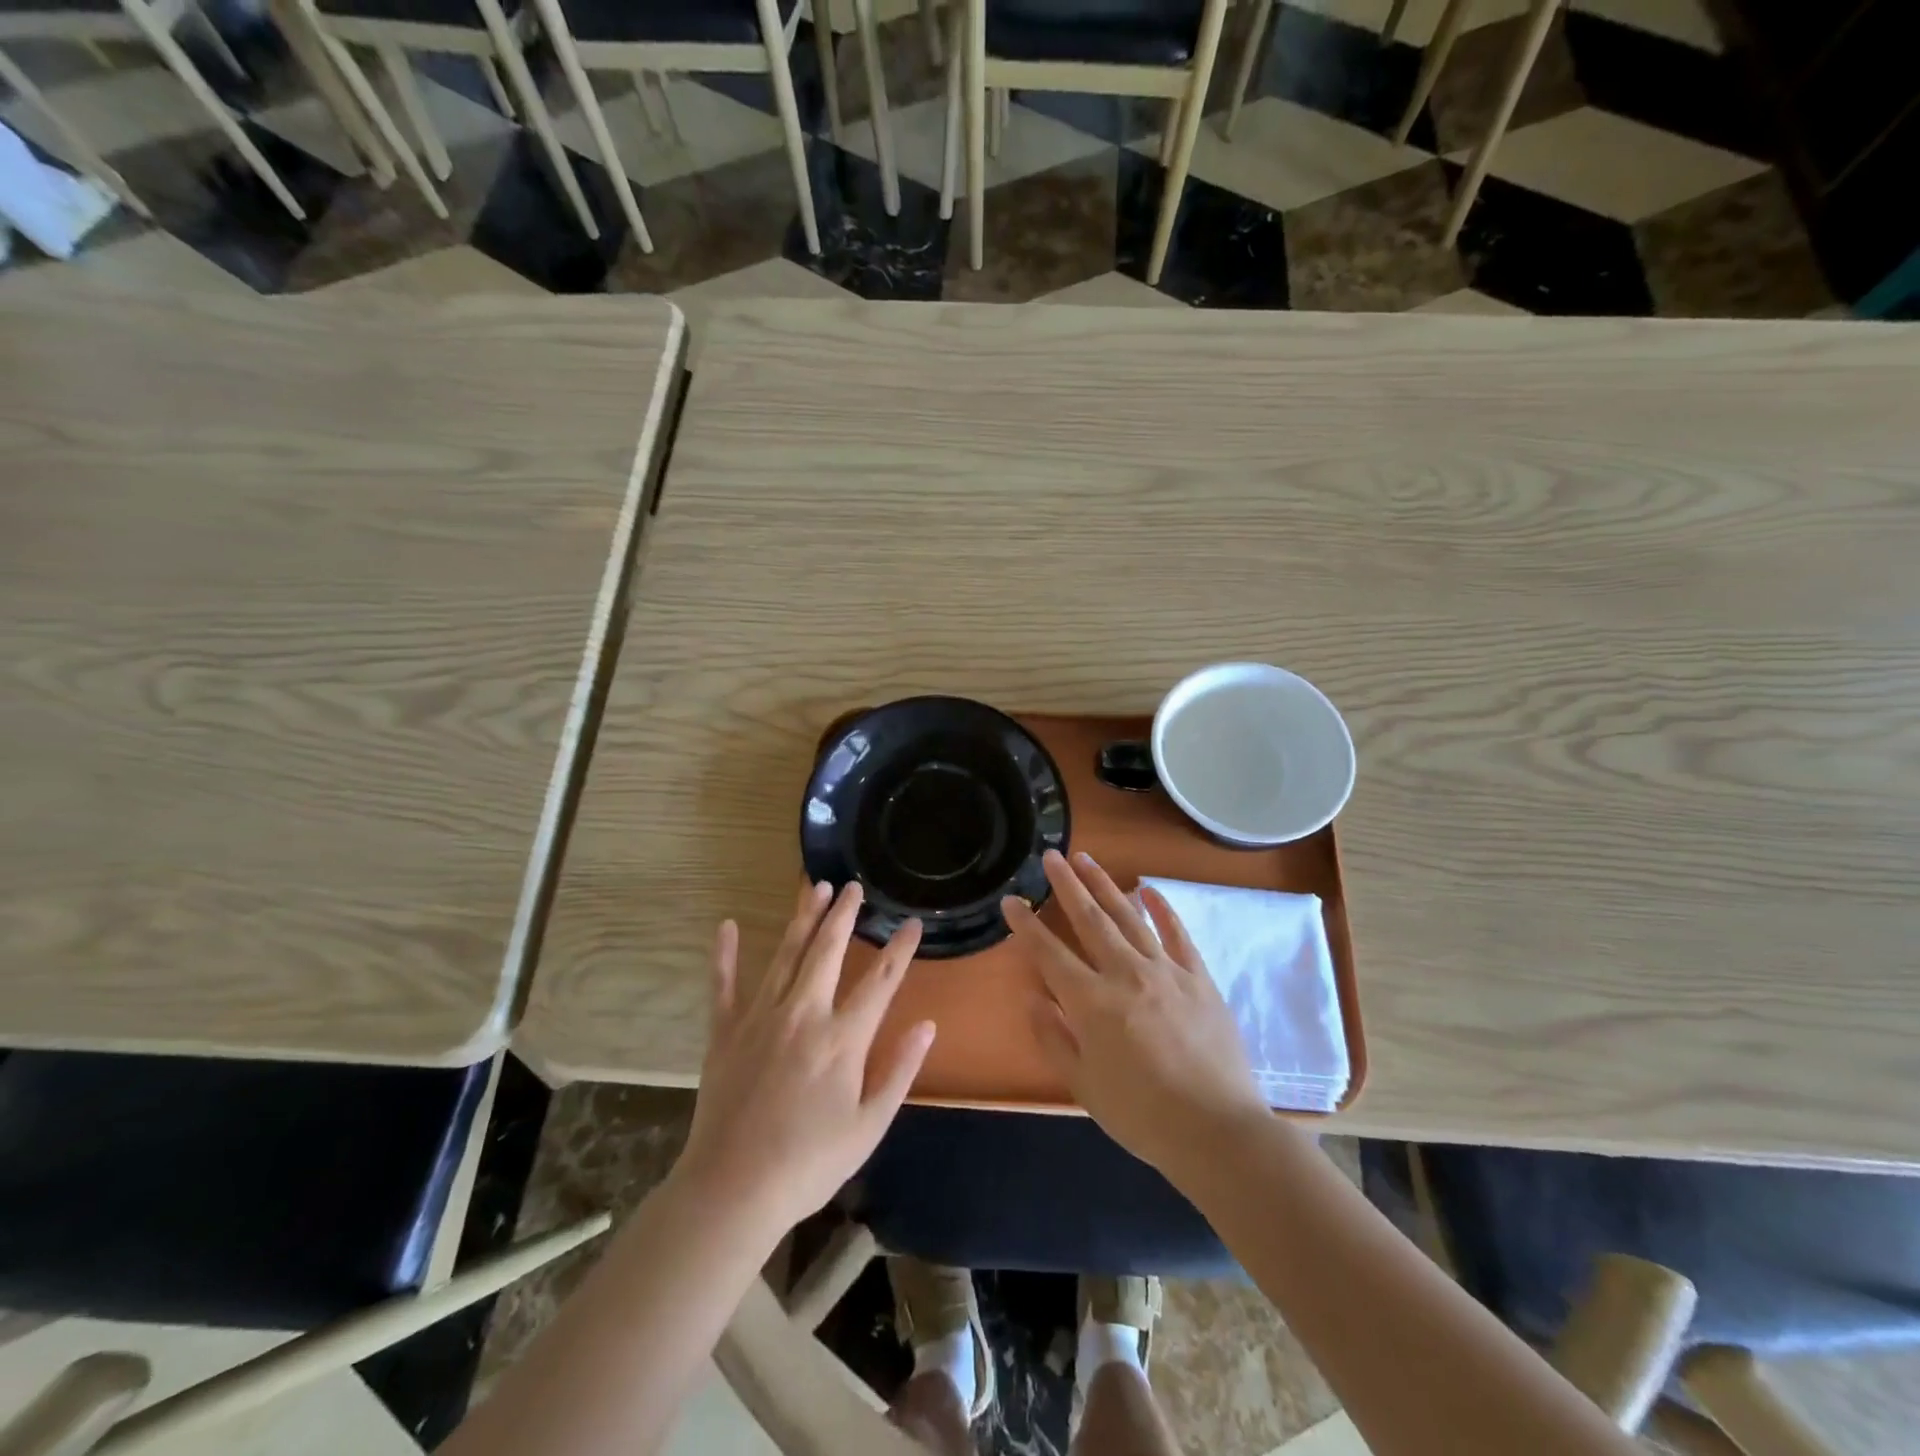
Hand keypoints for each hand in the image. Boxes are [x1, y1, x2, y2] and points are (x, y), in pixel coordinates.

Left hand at [674, 881, 933, 1241]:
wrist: (732, 1191)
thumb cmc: (809, 1164)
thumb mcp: (869, 1127)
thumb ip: (899, 1071)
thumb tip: (927, 1025)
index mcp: (842, 1039)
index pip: (881, 982)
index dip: (899, 949)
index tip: (912, 923)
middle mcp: (804, 1015)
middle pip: (828, 951)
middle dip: (844, 915)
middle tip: (853, 887)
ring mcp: (761, 1018)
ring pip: (786, 955)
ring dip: (803, 919)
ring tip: (815, 888)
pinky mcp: (725, 1033)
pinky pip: (724, 985)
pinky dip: (725, 955)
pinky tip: (726, 925)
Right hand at [1004, 850, 1267, 1177]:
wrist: (1217, 1131)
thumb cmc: (1142, 1116)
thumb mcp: (1084, 1087)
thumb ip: (1054, 1038)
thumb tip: (1034, 997)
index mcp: (1092, 1003)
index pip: (1050, 954)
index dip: (1027, 926)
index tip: (1011, 900)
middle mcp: (1125, 975)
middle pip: (1090, 920)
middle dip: (1067, 885)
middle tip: (1051, 855)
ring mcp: (1166, 972)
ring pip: (1129, 917)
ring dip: (1105, 885)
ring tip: (1087, 859)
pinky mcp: (1198, 978)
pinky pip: (1177, 934)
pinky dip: (1162, 909)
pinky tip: (1148, 889)